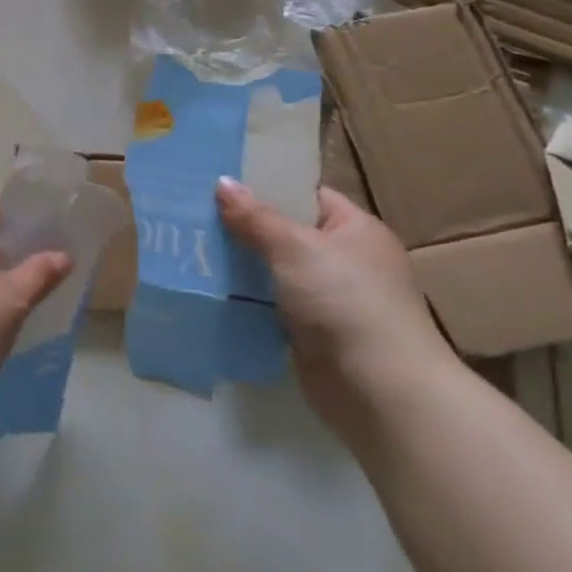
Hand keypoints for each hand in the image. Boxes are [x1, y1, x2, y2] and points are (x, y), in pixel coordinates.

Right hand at [216, 177, 458, 442]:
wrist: (381, 393)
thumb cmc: (346, 302)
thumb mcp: (296, 248)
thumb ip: (256, 216)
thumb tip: (222, 182)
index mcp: (355, 230)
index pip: (305, 194)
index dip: (265, 184)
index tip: (219, 178)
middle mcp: (345, 261)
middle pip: (284, 232)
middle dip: (242, 225)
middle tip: (192, 210)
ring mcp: (328, 299)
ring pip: (272, 271)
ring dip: (239, 264)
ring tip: (189, 245)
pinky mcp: (311, 334)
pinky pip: (269, 305)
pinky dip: (244, 299)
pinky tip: (207, 287)